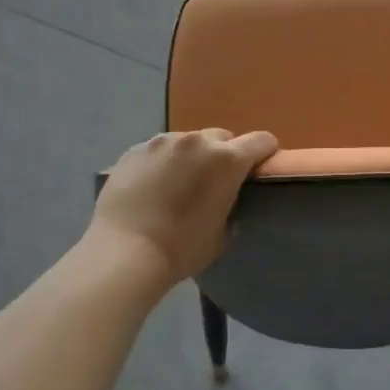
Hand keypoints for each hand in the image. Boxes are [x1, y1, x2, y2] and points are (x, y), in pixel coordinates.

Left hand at [89, 128, 277, 283]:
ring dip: (191, 156)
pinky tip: (152, 185)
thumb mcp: (222, 234)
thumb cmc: (181, 249)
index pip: (261, 141)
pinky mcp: (135, 149)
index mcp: (227, 161)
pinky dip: (163, 161)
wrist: (124, 252)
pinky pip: (159, 149)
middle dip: (224, 155)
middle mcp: (197, 141)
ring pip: (188, 141)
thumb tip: (226, 201)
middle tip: (214, 181)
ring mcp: (163, 142)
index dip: (265, 152)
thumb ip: (231, 208)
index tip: (259, 168)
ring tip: (178, 183)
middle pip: (223, 137)